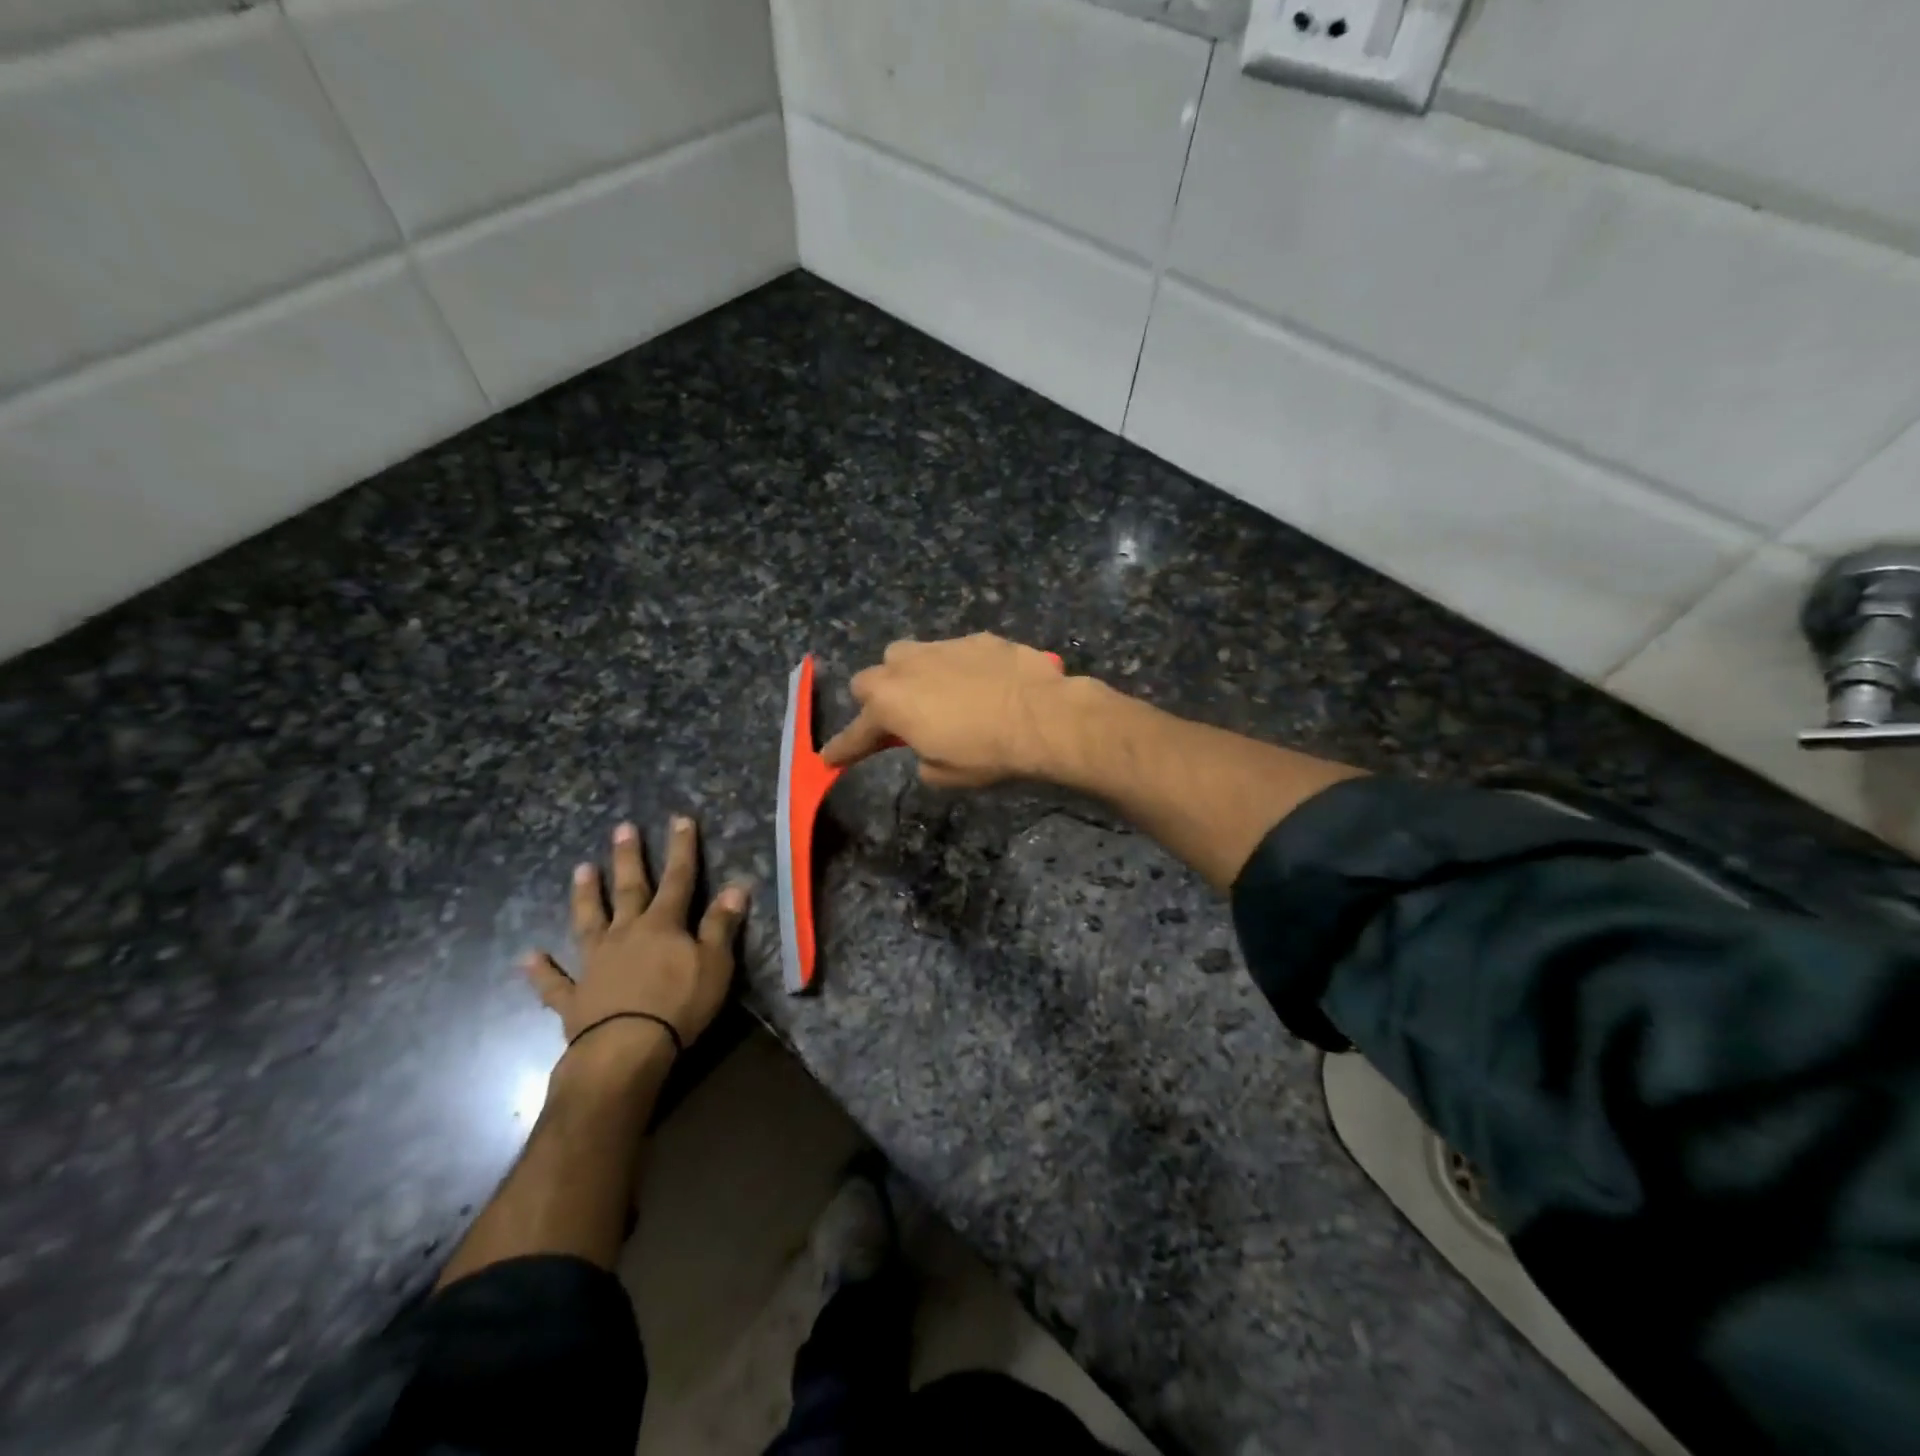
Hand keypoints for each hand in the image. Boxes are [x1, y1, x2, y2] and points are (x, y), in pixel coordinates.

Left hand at [524, 816, 748, 1063]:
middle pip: (628, 889)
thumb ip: (721, 925)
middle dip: (628, 858)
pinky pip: (555, 982)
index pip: (677, 879)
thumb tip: (735, 886)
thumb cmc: (679, 1004)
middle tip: (622, 828)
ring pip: (588, 922)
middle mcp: (625, 934)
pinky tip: (528, 957)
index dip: (681, 849)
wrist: (625, 1050)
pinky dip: (542, 970)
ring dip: (585, 896)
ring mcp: (595, 964)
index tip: (680, 819)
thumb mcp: (715, 963)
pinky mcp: (574, 998)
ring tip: (580, 870)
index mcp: (663, 925)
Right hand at [820, 634, 1073, 787]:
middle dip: (877, 699)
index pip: (857, 732)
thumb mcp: (945, 775)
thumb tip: (926, 748)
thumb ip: (922, 758)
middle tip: (898, 719)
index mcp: (891, 704)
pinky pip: (952, 651)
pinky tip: (979, 684)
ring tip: (935, 694)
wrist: (1043, 717)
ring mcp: (942, 646)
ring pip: (908, 654)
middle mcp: (907, 667)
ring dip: (911, 675)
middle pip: (870, 678)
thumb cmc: (987, 753)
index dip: (843, 748)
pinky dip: (956, 668)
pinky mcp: (977, 638)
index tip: (830, 759)